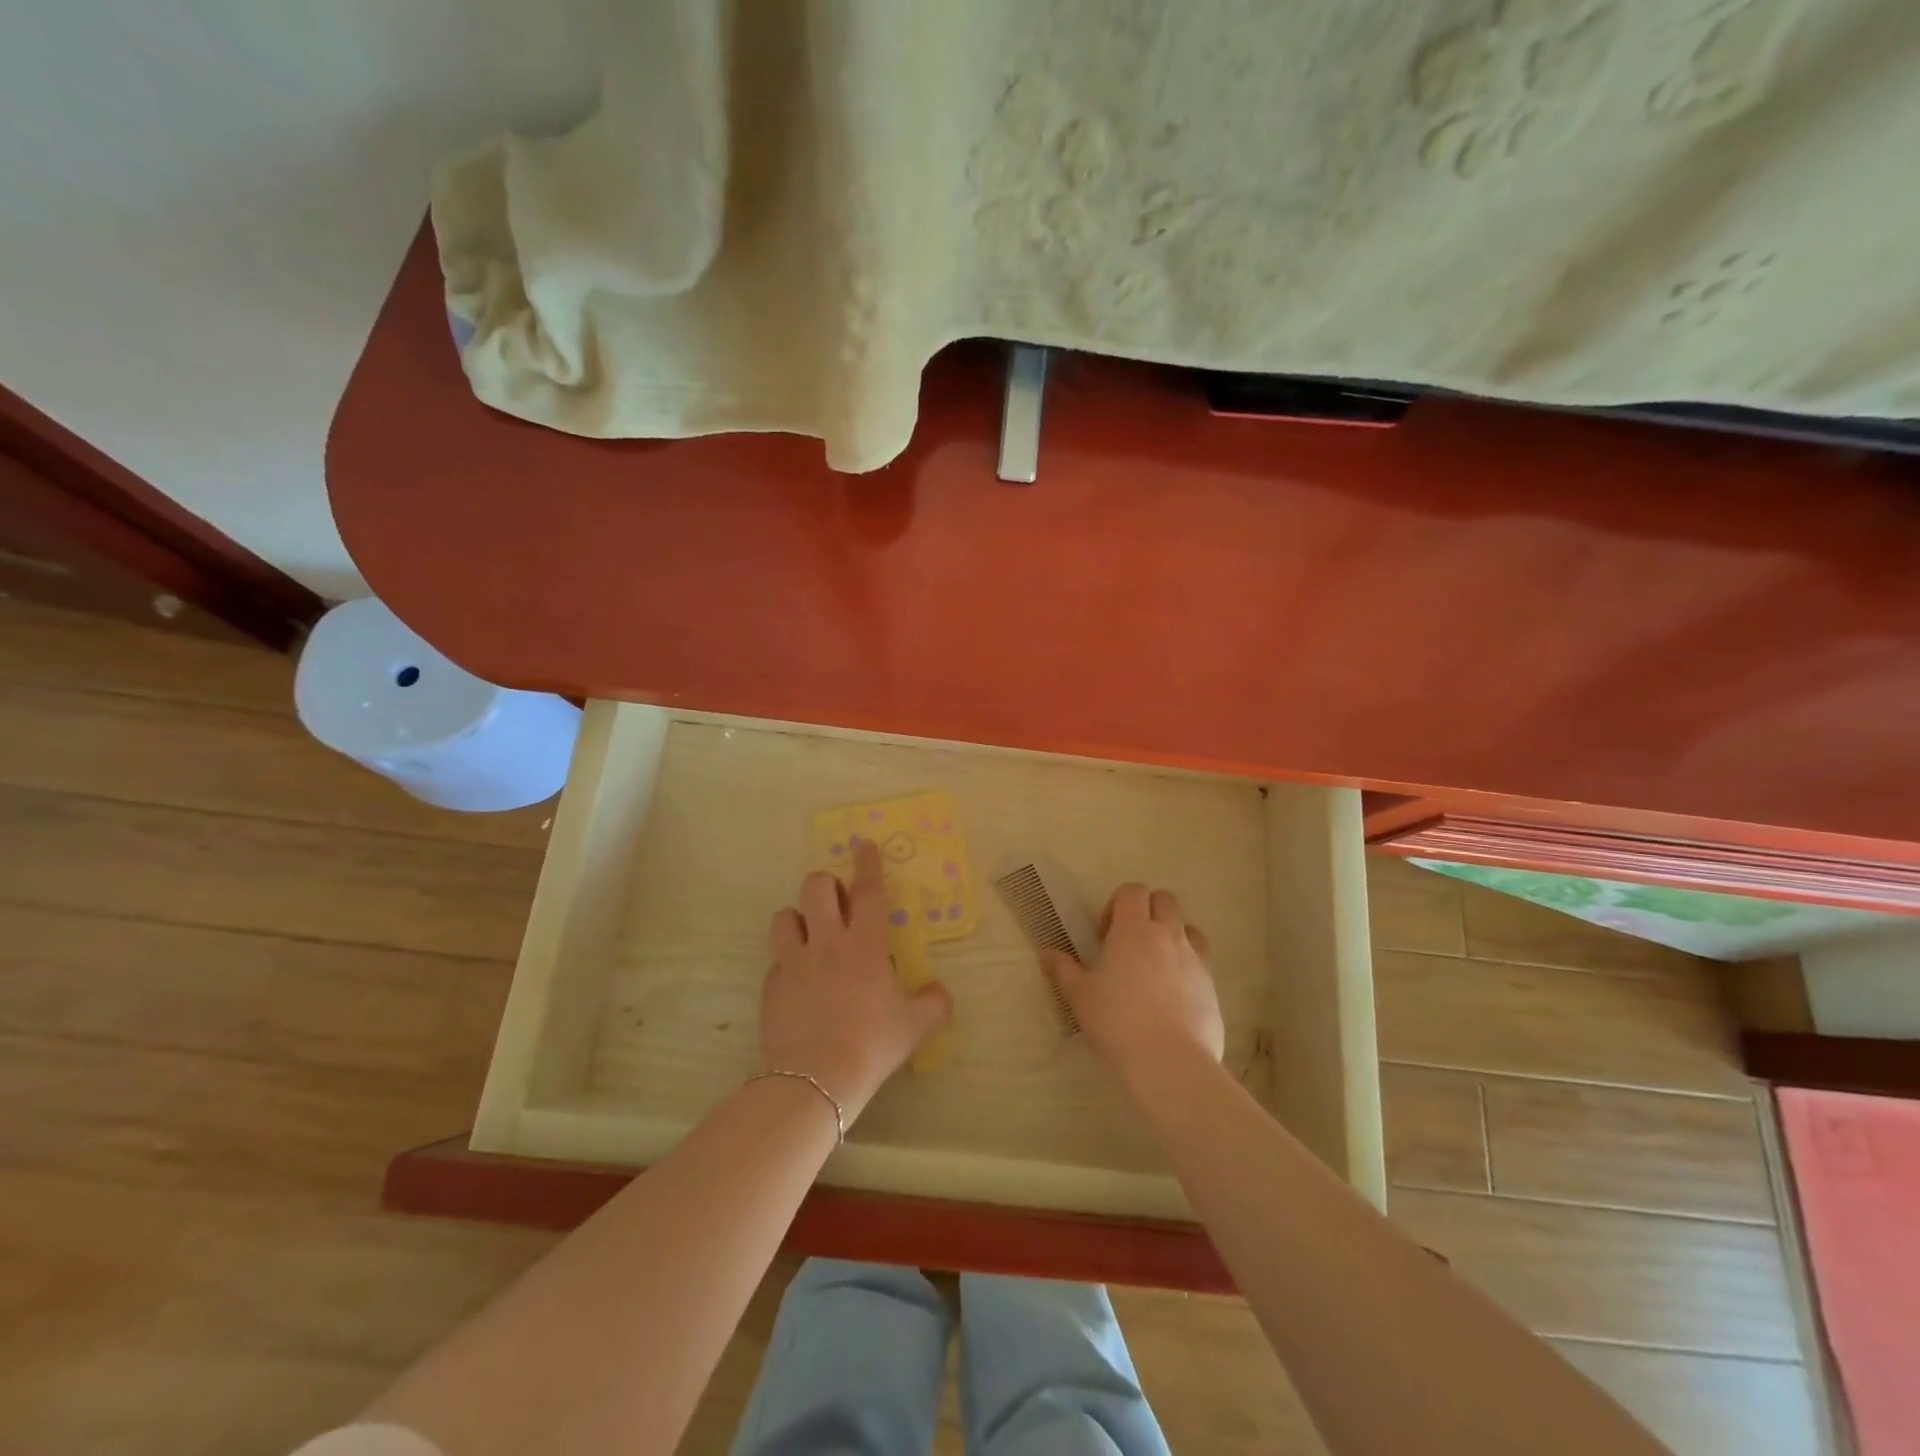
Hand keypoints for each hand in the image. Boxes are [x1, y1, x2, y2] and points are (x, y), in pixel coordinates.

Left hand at [761, 838, 951, 1123]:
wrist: (816, 1079)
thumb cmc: (872, 1043)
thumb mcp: (916, 1026)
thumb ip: (934, 1002)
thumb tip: (939, 992)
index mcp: (864, 943)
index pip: (867, 889)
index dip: (867, 863)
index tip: (864, 844)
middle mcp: (826, 942)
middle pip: (816, 887)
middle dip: (827, 883)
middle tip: (839, 900)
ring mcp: (793, 962)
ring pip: (784, 916)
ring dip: (799, 917)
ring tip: (811, 934)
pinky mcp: (771, 985)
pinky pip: (776, 959)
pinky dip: (788, 961)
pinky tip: (799, 981)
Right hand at [1040, 883, 1224, 1092]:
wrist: (1169, 1061)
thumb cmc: (1116, 1021)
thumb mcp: (1079, 996)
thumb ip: (1062, 969)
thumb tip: (1045, 951)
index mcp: (1134, 929)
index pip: (1133, 890)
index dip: (1118, 904)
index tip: (1106, 933)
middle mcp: (1168, 935)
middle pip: (1166, 900)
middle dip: (1148, 911)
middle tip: (1130, 943)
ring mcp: (1195, 960)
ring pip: (1189, 929)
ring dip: (1173, 936)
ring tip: (1155, 967)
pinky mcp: (1212, 988)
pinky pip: (1201, 964)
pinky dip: (1187, 970)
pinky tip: (1171, 1000)